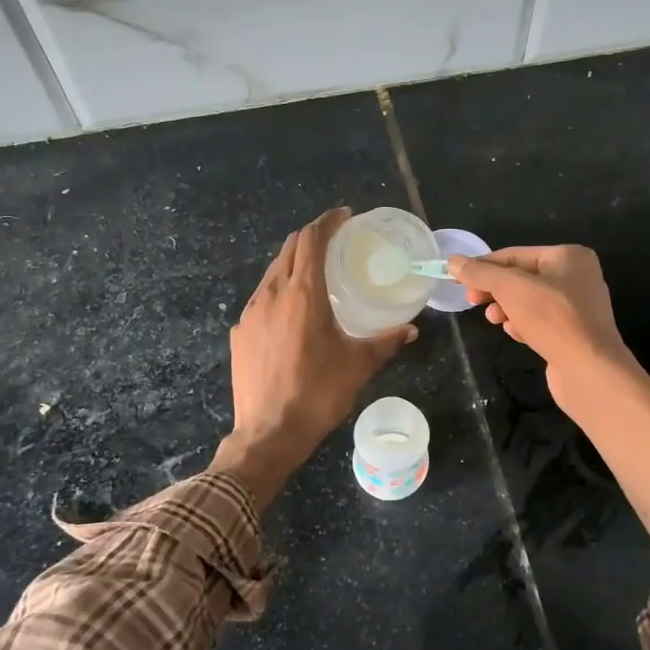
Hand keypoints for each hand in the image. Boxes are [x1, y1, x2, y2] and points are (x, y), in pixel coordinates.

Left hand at [211, 208, 415, 508]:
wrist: (268, 433)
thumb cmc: (318, 394)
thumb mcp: (359, 366)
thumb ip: (385, 342)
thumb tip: (410, 330)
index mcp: (303, 294)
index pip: (311, 240)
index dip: (328, 222)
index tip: (344, 217)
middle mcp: (272, 294)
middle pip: (289, 249)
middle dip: (311, 237)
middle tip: (335, 240)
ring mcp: (250, 313)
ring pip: (272, 272)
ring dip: (294, 263)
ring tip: (315, 274)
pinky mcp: (239, 333)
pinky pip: (261, 298)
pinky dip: (279, 289)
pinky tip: (292, 311)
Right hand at [451, 246, 640, 413]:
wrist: (590, 370)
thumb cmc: (552, 319)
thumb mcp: (511, 289)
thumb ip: (481, 273)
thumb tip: (453, 262)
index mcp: (569, 256)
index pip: (515, 254)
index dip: (483, 266)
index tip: (457, 279)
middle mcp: (577, 277)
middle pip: (522, 278)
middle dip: (495, 290)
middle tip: (472, 300)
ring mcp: (577, 307)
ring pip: (529, 301)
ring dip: (507, 309)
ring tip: (495, 320)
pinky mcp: (573, 333)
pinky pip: (540, 322)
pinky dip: (524, 325)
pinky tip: (517, 335)